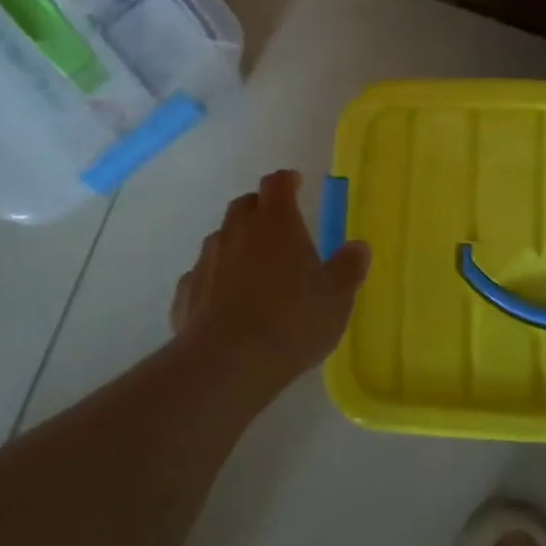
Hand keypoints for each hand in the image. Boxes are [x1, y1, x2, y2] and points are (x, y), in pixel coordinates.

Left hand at [169, 170, 371, 386]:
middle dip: (261, 209)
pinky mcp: (186, 293)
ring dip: (237, 244)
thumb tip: (358, 247)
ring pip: (221, 238)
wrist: (227, 365)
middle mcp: (237, 231)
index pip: (277, 183)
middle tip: (279, 227)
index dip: (288, 180)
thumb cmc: (292, 321)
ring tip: (254, 269)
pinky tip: (225, 302)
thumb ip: (348, 268)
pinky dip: (215, 280)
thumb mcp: (337, 297)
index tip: (297, 183)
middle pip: (245, 205)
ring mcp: (207, 261)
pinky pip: (202, 275)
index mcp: (276, 222)